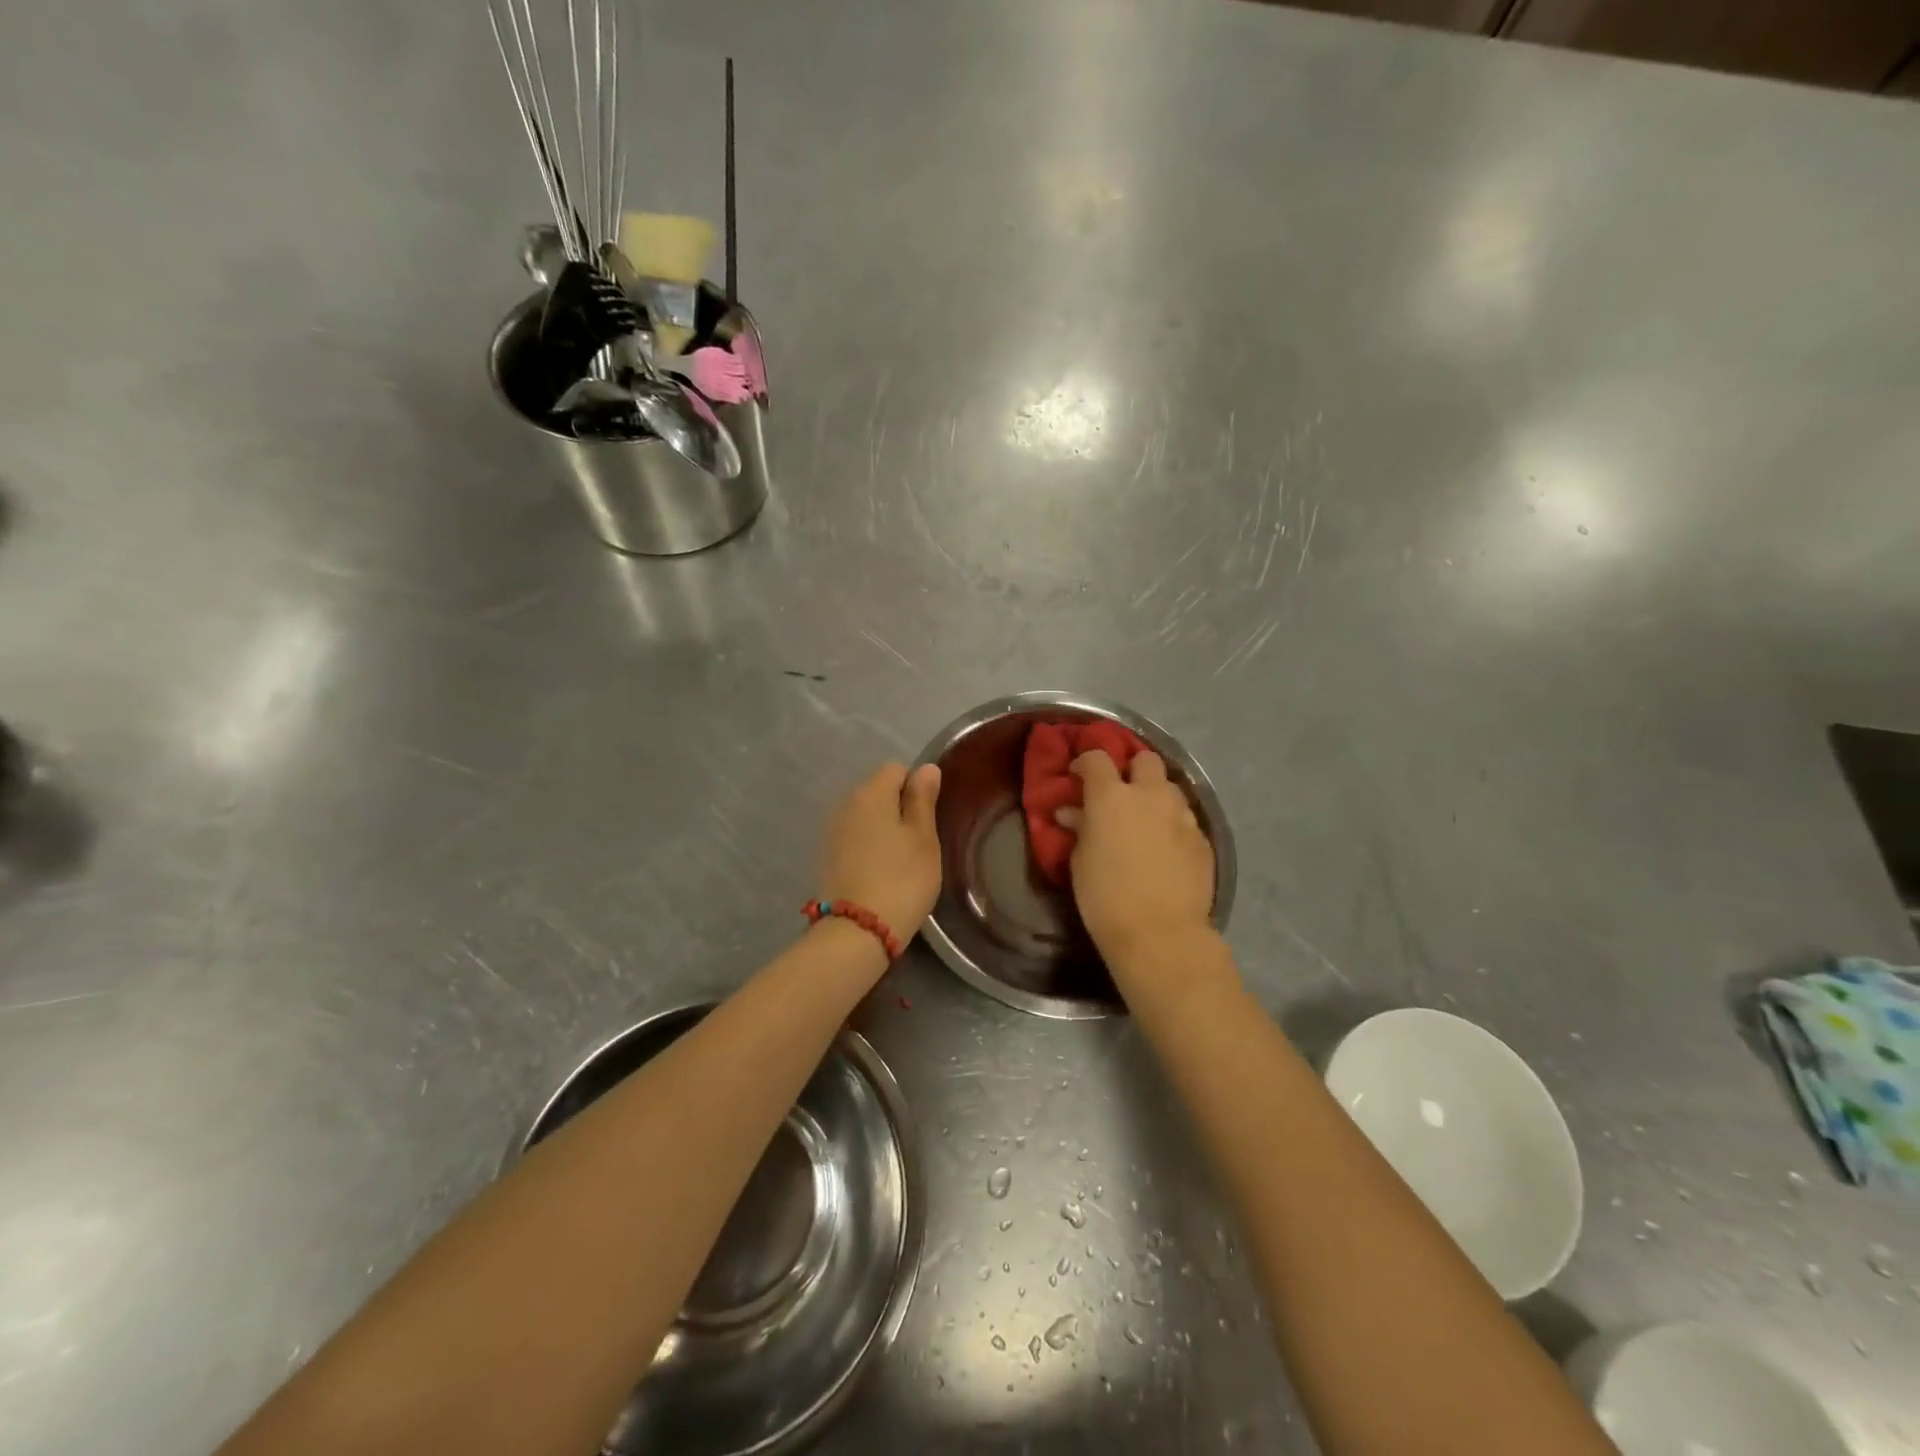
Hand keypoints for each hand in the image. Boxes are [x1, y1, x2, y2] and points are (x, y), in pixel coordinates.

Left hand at [818, 762, 943, 943]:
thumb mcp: (923, 838)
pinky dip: (868, 847)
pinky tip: (879, 873)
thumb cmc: (902, 879)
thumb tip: (926, 768)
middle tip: (919, 842)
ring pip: (865, 816)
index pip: (897, 769)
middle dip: (899, 808)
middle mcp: (845, 803)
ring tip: (900, 861)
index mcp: (871, 792)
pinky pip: (854, 838)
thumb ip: (923, 799)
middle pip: (878, 791)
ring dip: (882, 829)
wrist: (858, 931)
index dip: (917, 788)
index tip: (928, 819)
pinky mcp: (826, 856)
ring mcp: (832, 831)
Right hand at [1057, 750, 1213, 959]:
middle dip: (1132, 769)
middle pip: (1146, 759)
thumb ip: (1080, 828)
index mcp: (1111, 796)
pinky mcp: (1203, 839)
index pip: (1097, 758)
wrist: (1160, 934)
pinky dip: (1173, 826)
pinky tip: (1166, 850)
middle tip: (1121, 793)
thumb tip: (1073, 813)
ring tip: (1146, 822)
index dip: (1085, 762)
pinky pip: (1185, 820)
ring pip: (1170, 788)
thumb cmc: (1105, 897)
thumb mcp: (1080, 861)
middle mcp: (1150, 795)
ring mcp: (1182, 815)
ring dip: (1156, 797)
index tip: (1078, 777)